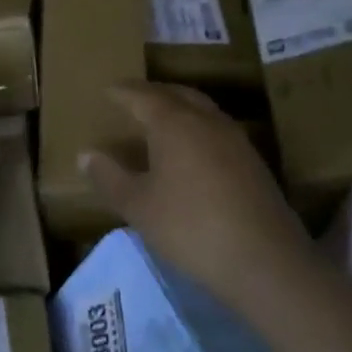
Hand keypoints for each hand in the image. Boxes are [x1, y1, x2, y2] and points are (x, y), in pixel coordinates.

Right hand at [82, 83, 318, 319]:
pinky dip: (197, 129)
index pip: (142, 96)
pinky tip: (192, 152)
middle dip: (153, 93)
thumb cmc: (190, 227)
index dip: (122, 92)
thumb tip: (86, 154)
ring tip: (160, 122)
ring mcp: (235, 139)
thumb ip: (110, 178)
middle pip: (176, 94)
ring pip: (201, 109)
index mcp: (174, 122)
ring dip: (179, 108)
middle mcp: (206, 120)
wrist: (265, 261)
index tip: (106, 91)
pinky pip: (217, 130)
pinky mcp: (253, 162)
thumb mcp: (139, 207)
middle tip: (133, 99)